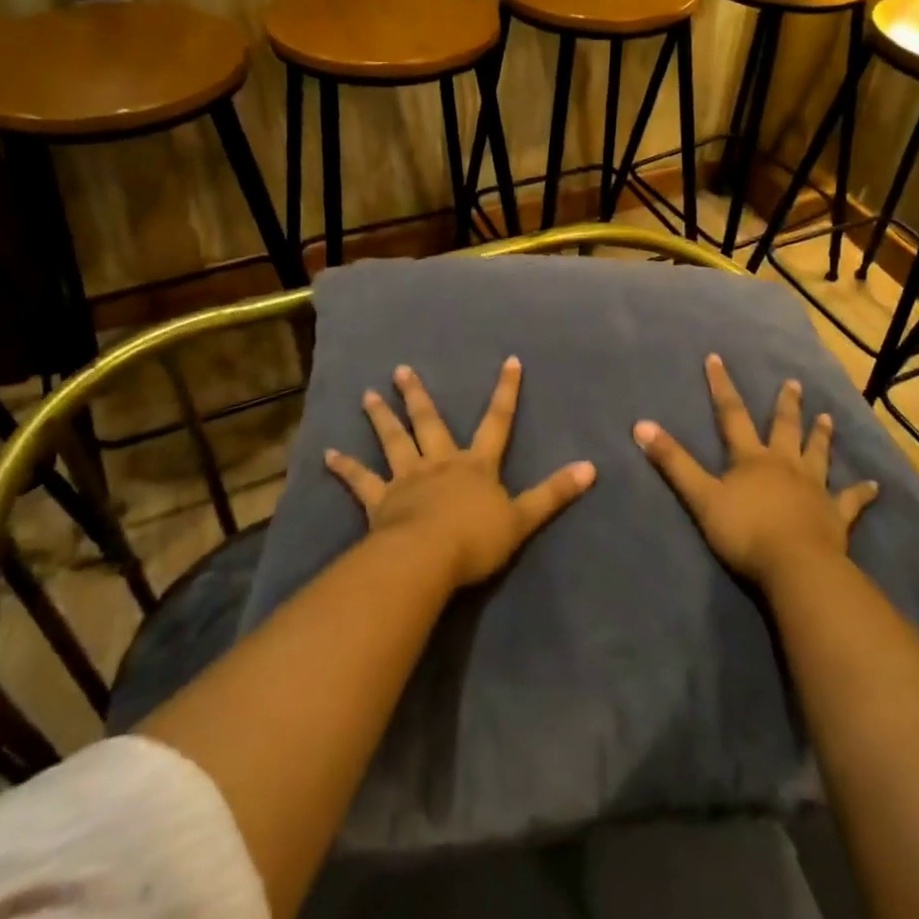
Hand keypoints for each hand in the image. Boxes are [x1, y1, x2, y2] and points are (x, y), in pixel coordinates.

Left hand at [324, 357, 596, 587]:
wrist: (428, 558)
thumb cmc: (477, 539)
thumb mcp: (524, 517)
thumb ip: (554, 493)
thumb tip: (592, 468)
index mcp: (476, 465)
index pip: (497, 421)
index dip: (506, 391)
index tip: (510, 360)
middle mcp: (440, 463)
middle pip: (431, 423)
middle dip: (419, 396)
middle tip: (401, 370)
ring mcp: (407, 479)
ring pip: (393, 442)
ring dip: (381, 418)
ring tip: (368, 395)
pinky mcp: (380, 501)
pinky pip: (360, 481)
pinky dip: (344, 468)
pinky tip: (326, 455)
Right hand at [633, 354, 878, 588]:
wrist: (795, 566)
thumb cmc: (745, 531)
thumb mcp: (700, 496)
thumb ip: (673, 462)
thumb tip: (641, 425)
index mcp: (751, 458)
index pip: (732, 415)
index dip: (722, 387)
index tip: (717, 359)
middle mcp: (785, 465)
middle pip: (784, 428)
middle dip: (786, 405)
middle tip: (794, 383)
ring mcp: (814, 488)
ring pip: (818, 455)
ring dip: (822, 436)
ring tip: (827, 417)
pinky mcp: (836, 515)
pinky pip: (851, 501)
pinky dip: (862, 493)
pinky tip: (876, 486)